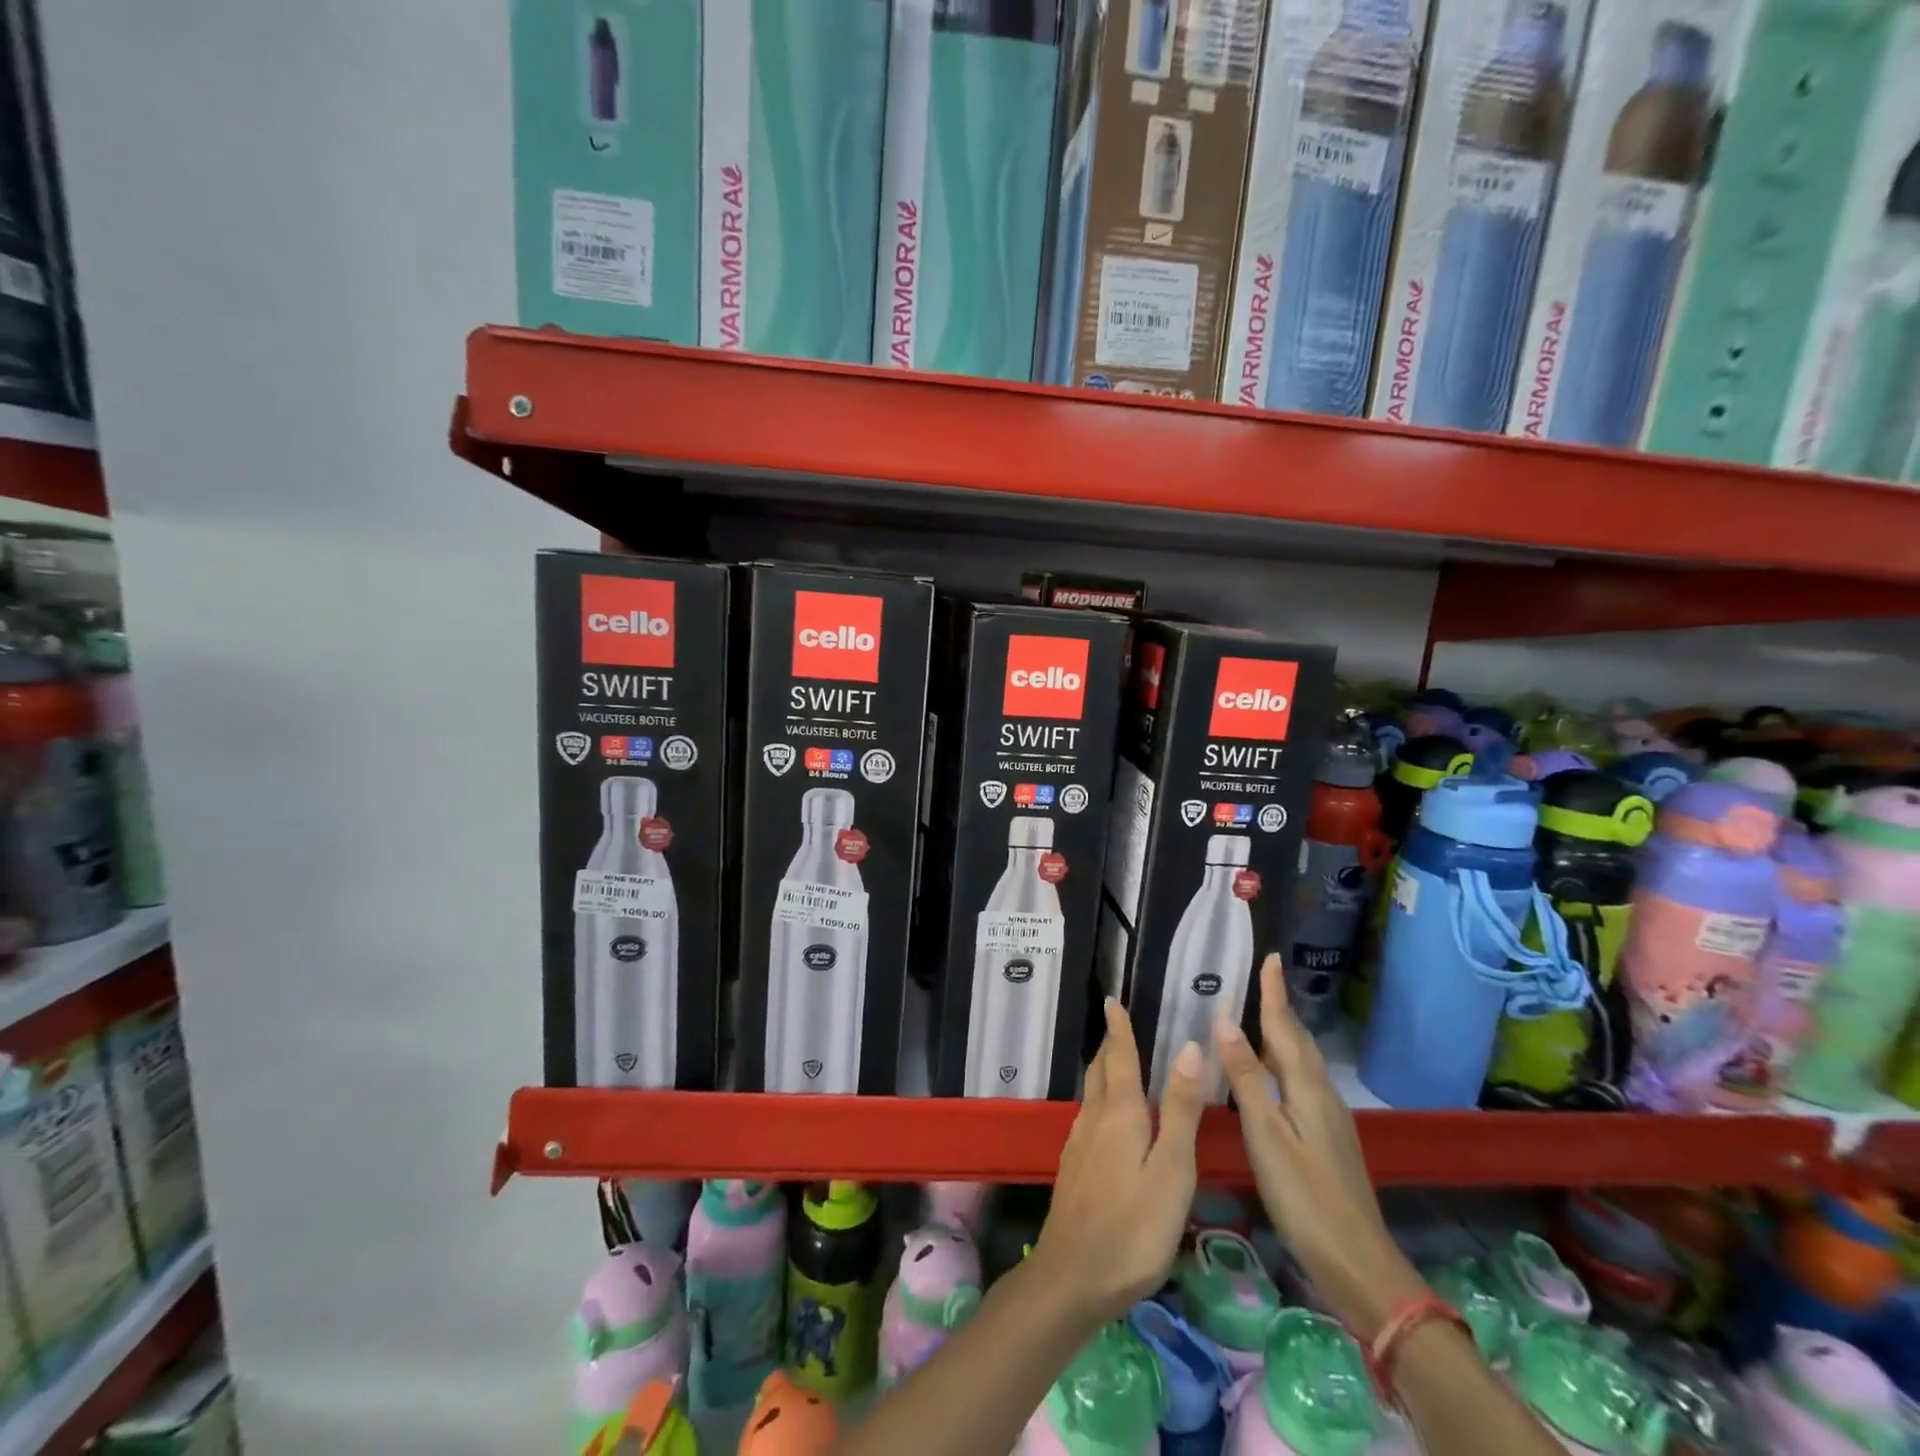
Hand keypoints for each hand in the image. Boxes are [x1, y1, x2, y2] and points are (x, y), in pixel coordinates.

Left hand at [1033, 998, 1204, 1325]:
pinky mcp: (1074, 1169)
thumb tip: (1189, 1047)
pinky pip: (1089, 1117)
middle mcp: (1094, 1120)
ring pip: (1091, 1094)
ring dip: (1103, 1071)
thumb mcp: (1171, 1170)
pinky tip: (1107, 1119)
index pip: (1118, 1057)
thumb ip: (1180, 1111)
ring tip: (1116, 1063)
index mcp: (1119, 1113)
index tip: (1112, 1000)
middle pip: (1099, 1071)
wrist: (1072, 1278)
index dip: (1119, 1029)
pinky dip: (1100, 1100)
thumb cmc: (1133, 1227)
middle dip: (1109, 1046)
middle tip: (1118, 1026)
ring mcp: (1079, 1145)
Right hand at [1216, 955, 1424, 1340]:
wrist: (1358, 1263)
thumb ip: (1245, 1079)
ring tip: (1259, 1016)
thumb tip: (1225, 1022)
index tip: (1270, 957)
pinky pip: (1300, 1083)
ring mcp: (1328, 1118)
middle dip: (1279, 1008)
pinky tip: (1270, 1075)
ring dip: (1281, 1035)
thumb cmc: (1305, 1197)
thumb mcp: (1266, 1136)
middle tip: (1261, 980)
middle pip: (1297, 1041)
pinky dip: (1283, 1064)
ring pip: (1300, 1062)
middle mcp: (1321, 1094)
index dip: (1274, 993)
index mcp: (1306, 1088)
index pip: (1284, 1027)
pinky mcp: (1327, 1138)